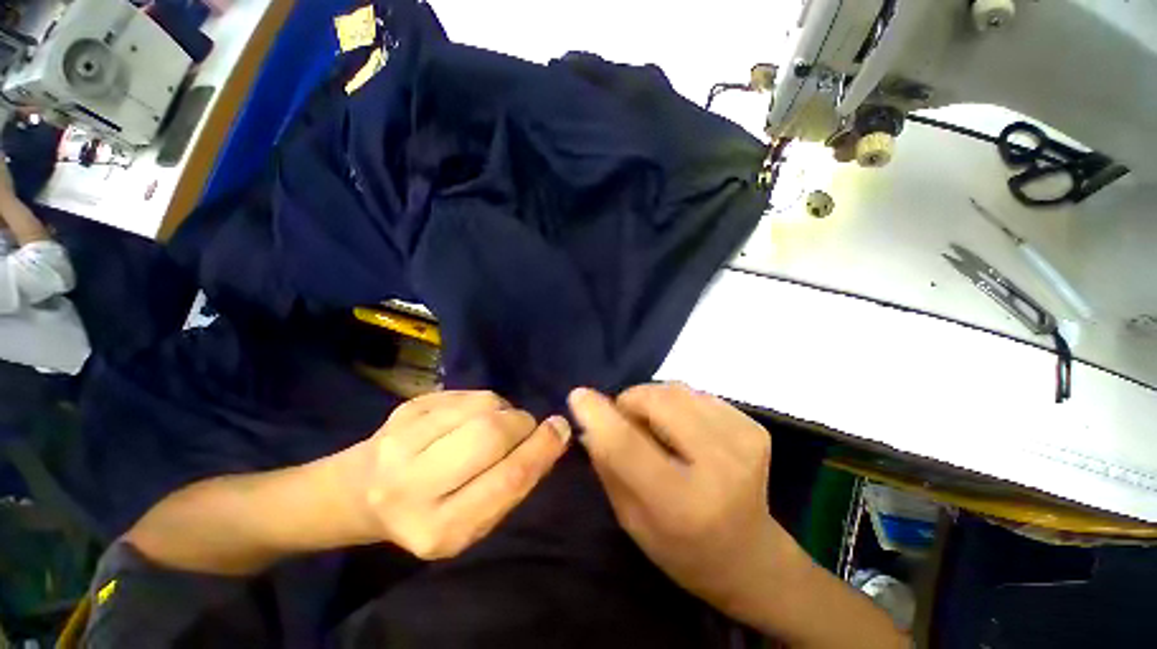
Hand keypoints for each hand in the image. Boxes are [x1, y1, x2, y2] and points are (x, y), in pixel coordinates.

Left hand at [351, 390, 570, 558]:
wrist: (361, 494)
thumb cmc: (427, 514)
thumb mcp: (472, 520)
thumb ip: (511, 484)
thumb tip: (551, 438)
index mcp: (440, 529)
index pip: (507, 479)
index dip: (541, 449)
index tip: (561, 428)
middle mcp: (413, 487)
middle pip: (491, 434)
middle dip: (522, 423)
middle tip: (527, 425)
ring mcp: (402, 442)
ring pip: (480, 407)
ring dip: (503, 409)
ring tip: (497, 421)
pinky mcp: (404, 410)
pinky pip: (465, 394)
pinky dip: (482, 401)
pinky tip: (471, 416)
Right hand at [568, 383, 805, 618]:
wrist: (749, 556)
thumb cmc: (681, 548)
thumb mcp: (631, 518)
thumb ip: (607, 463)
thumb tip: (587, 416)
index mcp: (682, 504)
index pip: (628, 445)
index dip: (599, 415)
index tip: (578, 396)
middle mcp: (720, 467)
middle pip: (658, 402)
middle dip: (630, 402)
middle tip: (626, 421)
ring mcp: (744, 442)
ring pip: (676, 390)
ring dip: (654, 401)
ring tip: (657, 428)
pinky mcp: (755, 427)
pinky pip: (697, 393)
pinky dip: (678, 404)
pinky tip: (684, 429)